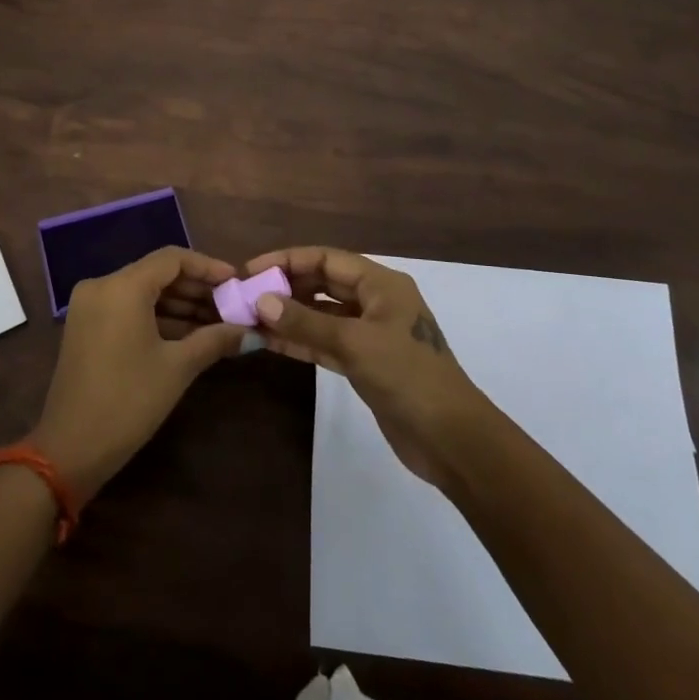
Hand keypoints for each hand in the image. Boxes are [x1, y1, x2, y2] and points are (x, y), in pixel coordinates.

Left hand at [32, 246, 247, 500]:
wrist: (70, 448)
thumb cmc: (128, 401)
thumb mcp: (177, 368)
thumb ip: (215, 339)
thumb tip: (251, 332)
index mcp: (122, 286)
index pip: (172, 259)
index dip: (208, 267)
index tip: (236, 281)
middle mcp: (102, 285)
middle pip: (157, 273)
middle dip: (196, 288)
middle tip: (231, 305)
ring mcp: (90, 305)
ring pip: (143, 292)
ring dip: (179, 304)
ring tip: (217, 321)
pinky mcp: (86, 326)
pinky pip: (128, 308)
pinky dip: (157, 316)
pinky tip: (189, 333)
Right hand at [247, 246, 490, 489]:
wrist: (452, 440)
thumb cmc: (408, 376)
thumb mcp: (354, 343)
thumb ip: (306, 322)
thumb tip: (261, 301)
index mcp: (381, 284)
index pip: (326, 259)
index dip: (287, 260)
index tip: (251, 271)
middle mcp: (376, 302)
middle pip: (323, 283)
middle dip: (286, 287)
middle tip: (246, 296)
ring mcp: (371, 334)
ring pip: (322, 315)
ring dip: (290, 316)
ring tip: (251, 318)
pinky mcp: (366, 364)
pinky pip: (326, 342)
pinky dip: (301, 340)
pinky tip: (271, 342)